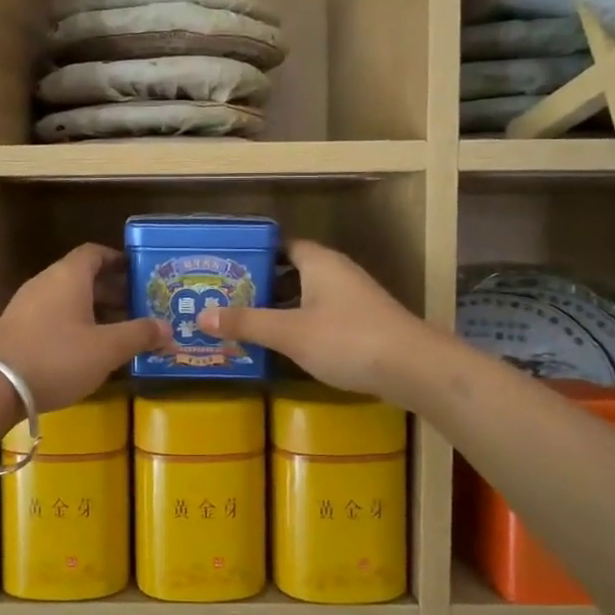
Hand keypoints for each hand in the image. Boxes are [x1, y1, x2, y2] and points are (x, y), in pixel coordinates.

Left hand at [0, 244, 166, 413]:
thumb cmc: (57, 357)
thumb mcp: (107, 349)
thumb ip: (140, 335)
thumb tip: (169, 328)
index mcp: (68, 276)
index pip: (95, 253)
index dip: (118, 260)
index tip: (139, 273)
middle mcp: (46, 282)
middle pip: (82, 276)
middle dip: (112, 290)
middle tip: (138, 307)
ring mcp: (27, 305)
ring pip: (67, 298)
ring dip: (94, 310)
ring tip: (118, 331)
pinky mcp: (16, 328)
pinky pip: (52, 316)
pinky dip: (74, 324)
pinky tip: (87, 350)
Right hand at [197, 240, 426, 399]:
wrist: (414, 368)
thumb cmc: (347, 339)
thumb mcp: (289, 332)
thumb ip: (246, 323)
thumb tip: (201, 316)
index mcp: (319, 262)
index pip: (281, 246)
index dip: (254, 256)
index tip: (225, 270)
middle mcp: (336, 272)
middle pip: (291, 271)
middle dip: (261, 285)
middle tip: (225, 300)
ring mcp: (352, 298)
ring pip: (306, 295)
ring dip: (280, 308)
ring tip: (245, 323)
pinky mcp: (362, 323)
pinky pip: (320, 315)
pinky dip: (299, 324)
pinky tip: (283, 345)